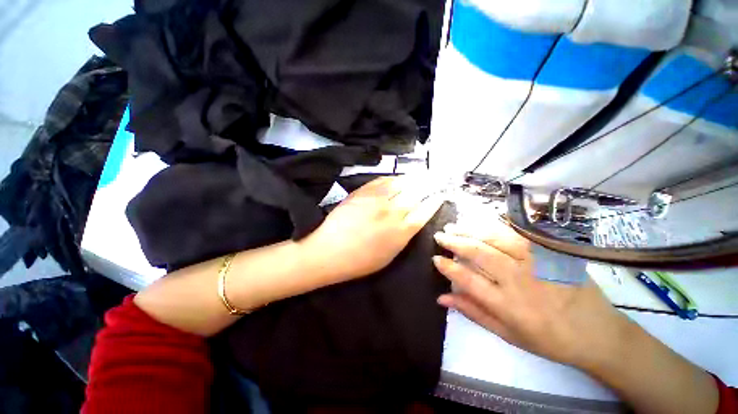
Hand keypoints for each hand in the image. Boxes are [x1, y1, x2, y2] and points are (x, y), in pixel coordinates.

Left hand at [303, 176, 443, 281]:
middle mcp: (394, 212)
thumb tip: (412, 221)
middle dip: (428, 185)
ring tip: (419, 175)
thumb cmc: (361, 261)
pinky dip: (393, 178)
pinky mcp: (363, 192)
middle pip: (416, 193)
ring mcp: (377, 200)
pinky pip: (382, 181)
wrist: (330, 252)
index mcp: (402, 231)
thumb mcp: (390, 255)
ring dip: (413, 178)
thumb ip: (403, 236)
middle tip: (434, 179)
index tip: (440, 194)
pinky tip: (397, 178)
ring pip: (401, 183)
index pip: (425, 210)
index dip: (435, 201)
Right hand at [432, 220, 633, 369]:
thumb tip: (442, 297)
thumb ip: (473, 312)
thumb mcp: (507, 334)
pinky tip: (481, 222)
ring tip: (454, 226)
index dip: (448, 267)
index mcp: (508, 304)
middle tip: (439, 235)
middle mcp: (519, 280)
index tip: (435, 258)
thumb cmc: (549, 339)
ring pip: (495, 238)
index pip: (467, 279)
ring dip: (470, 230)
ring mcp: (536, 262)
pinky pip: (517, 233)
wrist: (599, 333)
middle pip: (478, 253)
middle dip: (454, 241)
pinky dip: (494, 225)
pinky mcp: (550, 251)